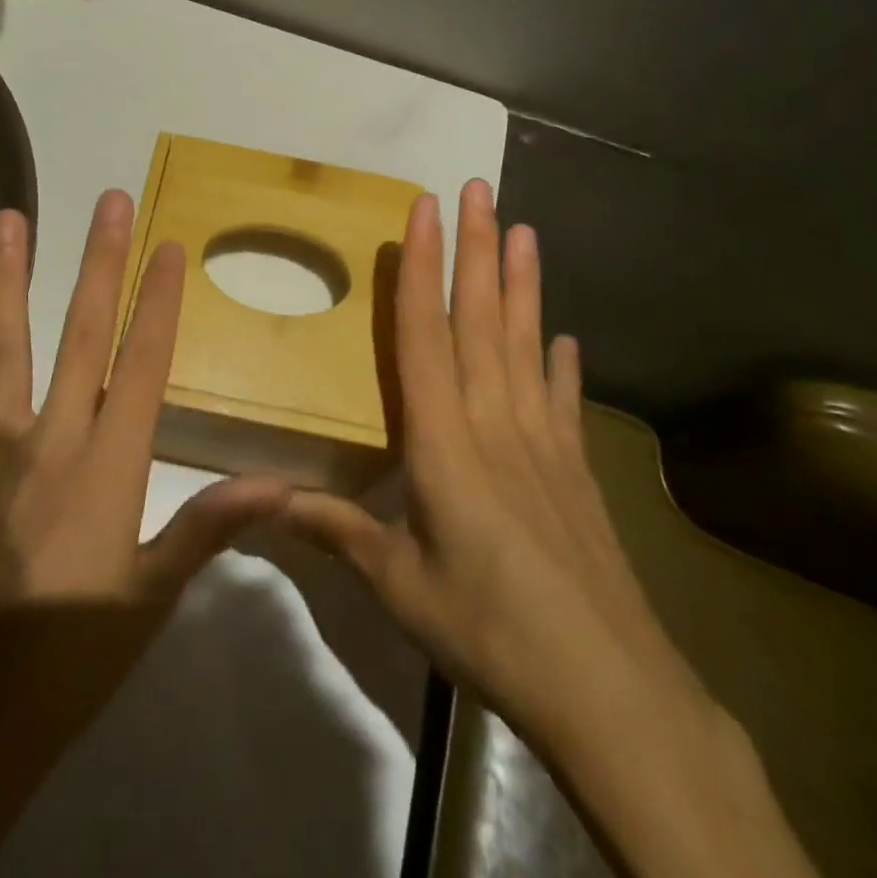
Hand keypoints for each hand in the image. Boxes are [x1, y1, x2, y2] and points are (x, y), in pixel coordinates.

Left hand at [0, 192, 288, 876]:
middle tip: (108, 202)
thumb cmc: (69, 658)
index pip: (143, 363)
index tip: (169, 245)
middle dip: (98, 263)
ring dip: (3, 282)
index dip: (159, 301)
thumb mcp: (150, 600)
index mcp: (109, 466)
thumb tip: (281, 488)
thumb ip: (207, 530)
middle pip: (79, 335)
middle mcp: (51, 440)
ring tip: (5, 222)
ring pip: (0, 352)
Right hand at [283, 181, 818, 877]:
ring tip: (526, 230)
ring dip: (522, 285)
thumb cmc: (487, 627)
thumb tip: (268, 500)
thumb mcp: (396, 584)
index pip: (425, 336)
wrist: (607, 689)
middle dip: (478, 249)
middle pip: (481, 321)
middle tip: (480, 189)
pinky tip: (565, 339)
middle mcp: (495, 423)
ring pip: (526, 344)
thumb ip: (337, 532)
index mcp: (445, 441)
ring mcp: (543, 442)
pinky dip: (562, 365)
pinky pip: (564, 401)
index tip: (424, 211)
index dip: (422, 268)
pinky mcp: (576, 470)